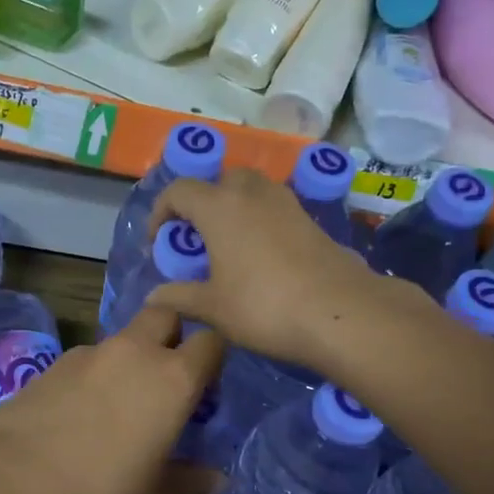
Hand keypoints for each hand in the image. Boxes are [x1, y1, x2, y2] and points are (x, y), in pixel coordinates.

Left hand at [0, 306, 226, 493]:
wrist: (13, 486)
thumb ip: (189, 480)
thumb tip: (218, 480)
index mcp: (173, 379)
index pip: (211, 342)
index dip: (212, 359)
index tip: (205, 387)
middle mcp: (135, 352)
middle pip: (165, 315)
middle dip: (171, 334)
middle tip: (165, 377)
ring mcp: (90, 353)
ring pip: (123, 339)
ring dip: (129, 359)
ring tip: (117, 405)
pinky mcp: (53, 363)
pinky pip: (88, 360)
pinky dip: (93, 376)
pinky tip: (78, 414)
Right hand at [146, 170, 420, 374]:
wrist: (338, 311)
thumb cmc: (263, 306)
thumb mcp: (212, 308)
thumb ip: (179, 297)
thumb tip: (154, 296)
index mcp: (219, 207)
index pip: (179, 190)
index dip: (161, 212)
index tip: (160, 242)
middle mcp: (252, 193)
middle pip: (220, 181)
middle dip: (202, 203)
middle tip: (197, 238)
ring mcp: (286, 203)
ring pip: (251, 189)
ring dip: (233, 208)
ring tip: (228, 245)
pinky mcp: (310, 219)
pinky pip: (274, 208)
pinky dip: (259, 220)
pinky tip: (260, 256)